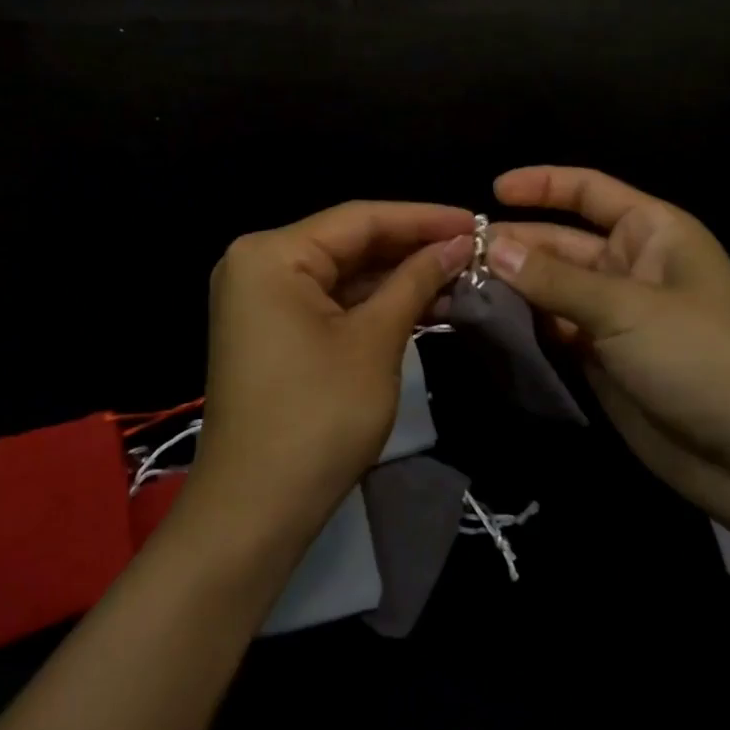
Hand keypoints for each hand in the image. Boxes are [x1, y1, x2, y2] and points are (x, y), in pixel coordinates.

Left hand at [192, 201, 473, 540]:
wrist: (255, 511)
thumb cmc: (318, 417)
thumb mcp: (375, 342)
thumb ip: (415, 281)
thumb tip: (456, 244)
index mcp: (272, 253)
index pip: (359, 218)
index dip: (421, 218)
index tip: (474, 220)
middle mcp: (258, 263)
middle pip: (349, 242)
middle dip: (411, 247)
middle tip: (472, 249)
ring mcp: (261, 298)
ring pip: (343, 272)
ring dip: (397, 277)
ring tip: (458, 275)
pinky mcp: (272, 329)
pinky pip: (329, 301)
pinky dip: (373, 303)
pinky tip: (423, 303)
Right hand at [489, 166, 729, 522]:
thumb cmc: (700, 356)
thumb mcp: (625, 308)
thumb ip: (554, 280)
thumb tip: (491, 246)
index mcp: (652, 232)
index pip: (590, 191)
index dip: (542, 185)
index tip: (492, 190)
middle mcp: (631, 265)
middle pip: (561, 241)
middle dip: (516, 243)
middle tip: (457, 253)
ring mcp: (615, 314)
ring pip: (552, 287)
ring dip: (513, 285)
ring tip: (459, 285)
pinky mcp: (602, 357)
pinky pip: (554, 327)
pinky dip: (524, 323)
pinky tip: (485, 321)